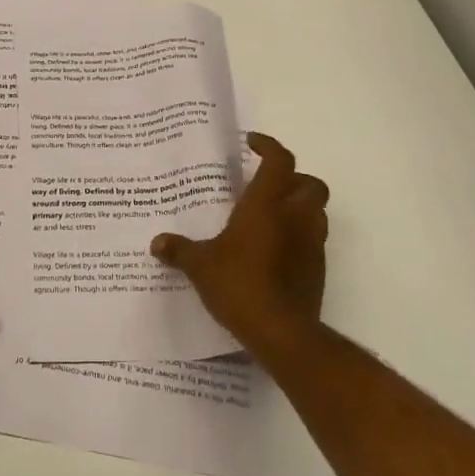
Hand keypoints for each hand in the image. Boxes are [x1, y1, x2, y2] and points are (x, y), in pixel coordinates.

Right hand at [150, 133, 328, 359]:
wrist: (281, 332)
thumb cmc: (240, 284)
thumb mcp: (201, 266)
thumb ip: (180, 251)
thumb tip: (156, 243)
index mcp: (267, 205)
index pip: (280, 160)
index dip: (269, 146)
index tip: (252, 143)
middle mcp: (295, 217)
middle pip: (311, 183)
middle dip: (294, 179)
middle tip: (268, 185)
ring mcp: (312, 244)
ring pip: (317, 212)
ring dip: (300, 207)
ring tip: (272, 217)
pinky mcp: (318, 270)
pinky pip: (314, 241)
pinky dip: (300, 237)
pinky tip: (275, 251)